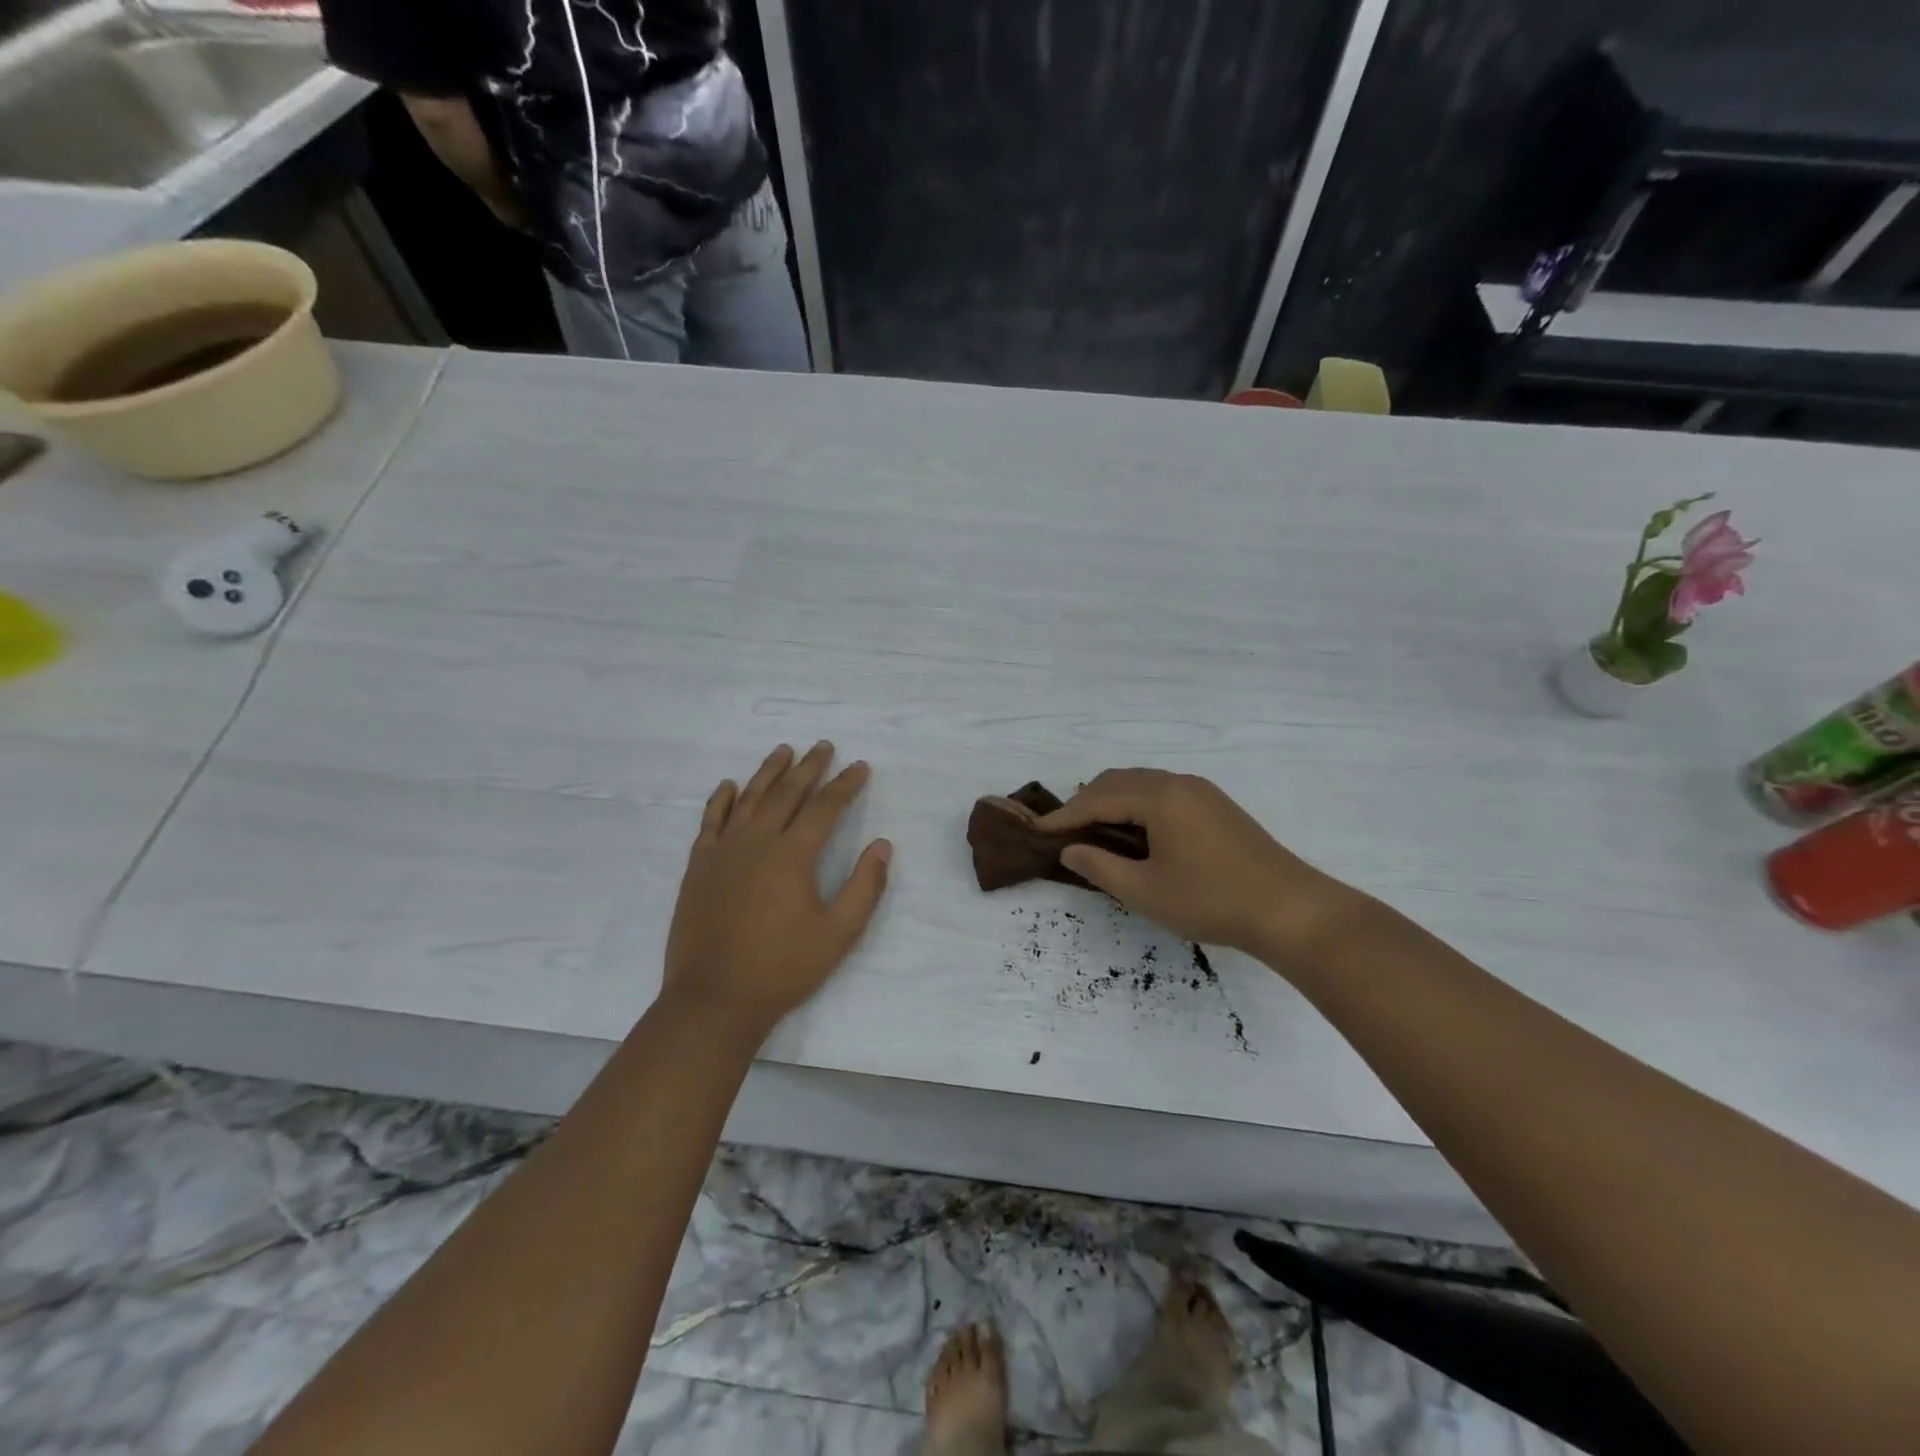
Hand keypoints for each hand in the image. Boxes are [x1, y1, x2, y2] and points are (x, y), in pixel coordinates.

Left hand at [663, 743, 891, 1038]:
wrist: (713, 999)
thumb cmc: (782, 968)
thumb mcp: (838, 934)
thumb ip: (865, 887)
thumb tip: (882, 844)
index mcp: (793, 855)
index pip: (825, 807)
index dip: (845, 784)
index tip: (859, 766)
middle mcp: (757, 841)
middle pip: (787, 792)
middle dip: (810, 767)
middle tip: (824, 746)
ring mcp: (723, 851)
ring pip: (749, 798)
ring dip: (769, 771)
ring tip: (784, 750)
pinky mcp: (699, 866)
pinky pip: (711, 821)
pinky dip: (722, 799)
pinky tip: (730, 785)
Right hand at [1037, 769, 1357, 959]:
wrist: (1290, 910)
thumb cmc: (1211, 900)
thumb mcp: (1146, 891)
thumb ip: (1101, 867)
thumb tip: (1070, 850)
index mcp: (1159, 797)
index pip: (1098, 798)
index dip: (1065, 816)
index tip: (1038, 831)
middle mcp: (1178, 782)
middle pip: (1118, 781)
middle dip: (1086, 802)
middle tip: (1064, 832)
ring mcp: (1201, 791)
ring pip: (1142, 783)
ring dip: (1112, 801)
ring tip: (1093, 831)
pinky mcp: (1216, 805)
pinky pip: (1163, 792)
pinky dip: (1137, 804)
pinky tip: (1135, 832)